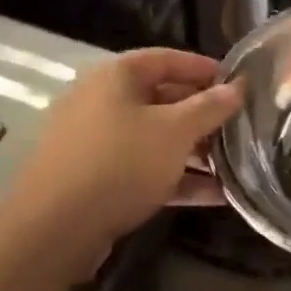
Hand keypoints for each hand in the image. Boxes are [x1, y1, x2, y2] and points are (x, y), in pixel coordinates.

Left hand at [8, 49, 240, 260]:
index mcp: (116, 77)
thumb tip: (238, 87)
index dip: (205, 68)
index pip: (168, 58)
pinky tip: (214, 195)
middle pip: (163, 99)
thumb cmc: (119, 163)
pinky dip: (175, 178)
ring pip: (155, 138)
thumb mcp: (175, 131)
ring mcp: (95, 143)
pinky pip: (143, 169)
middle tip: (239, 127)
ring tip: (234, 165)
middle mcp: (102, 102)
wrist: (51, 231)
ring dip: (194, 151)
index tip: (239, 83)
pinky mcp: (94, 181)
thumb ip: (210, 107)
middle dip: (203, 115)